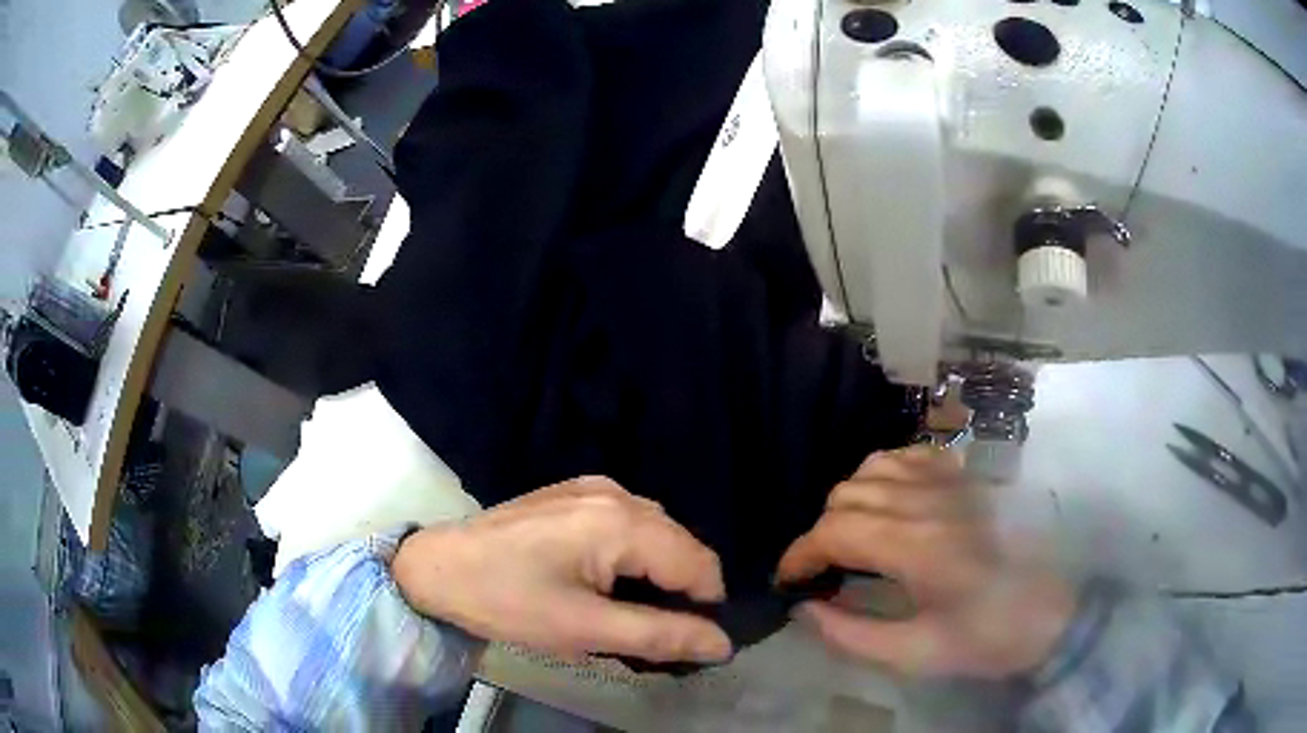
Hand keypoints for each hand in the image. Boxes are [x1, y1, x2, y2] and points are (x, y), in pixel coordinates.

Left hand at [392, 477, 732, 663]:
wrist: (438, 567)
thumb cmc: (508, 601)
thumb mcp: (585, 630)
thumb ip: (660, 636)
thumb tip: (723, 644)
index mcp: (622, 522)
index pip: (700, 564)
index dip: (705, 607)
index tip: (686, 642)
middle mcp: (617, 492)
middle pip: (681, 545)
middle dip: (680, 591)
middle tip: (654, 633)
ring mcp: (594, 486)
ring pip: (657, 533)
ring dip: (658, 573)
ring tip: (631, 612)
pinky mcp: (574, 491)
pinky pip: (628, 522)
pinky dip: (634, 554)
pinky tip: (607, 581)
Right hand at [776, 447, 1075, 678]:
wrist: (1049, 612)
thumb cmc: (985, 638)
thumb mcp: (916, 653)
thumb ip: (851, 633)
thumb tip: (804, 608)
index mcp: (919, 548)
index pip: (835, 531)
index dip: (799, 555)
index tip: (787, 582)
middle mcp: (930, 501)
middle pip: (846, 496)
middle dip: (820, 535)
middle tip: (822, 572)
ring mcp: (951, 481)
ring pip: (872, 468)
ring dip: (848, 502)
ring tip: (851, 538)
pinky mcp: (966, 476)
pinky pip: (908, 454)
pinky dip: (884, 473)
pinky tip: (887, 502)